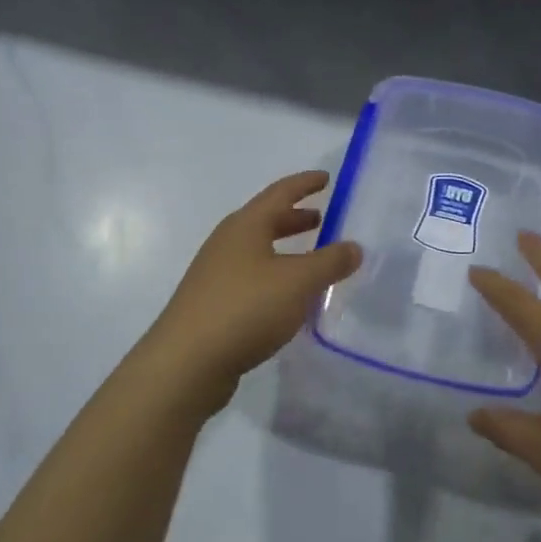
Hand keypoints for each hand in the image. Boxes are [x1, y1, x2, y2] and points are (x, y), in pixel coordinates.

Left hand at [137, 170, 360, 420]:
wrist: (186, 363)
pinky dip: (275, 277)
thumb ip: (330, 262)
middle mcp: (228, 243)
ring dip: (286, 249)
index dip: (305, 184)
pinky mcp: (213, 304)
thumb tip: (354, 246)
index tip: (326, 178)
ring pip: (258, 251)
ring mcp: (216, 274)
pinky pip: (252, 278)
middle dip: (295, 218)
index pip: (280, 192)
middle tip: (323, 219)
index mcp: (246, 226)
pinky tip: (289, 298)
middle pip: (266, 220)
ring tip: (312, 259)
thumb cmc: (245, 308)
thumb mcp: (298, 282)